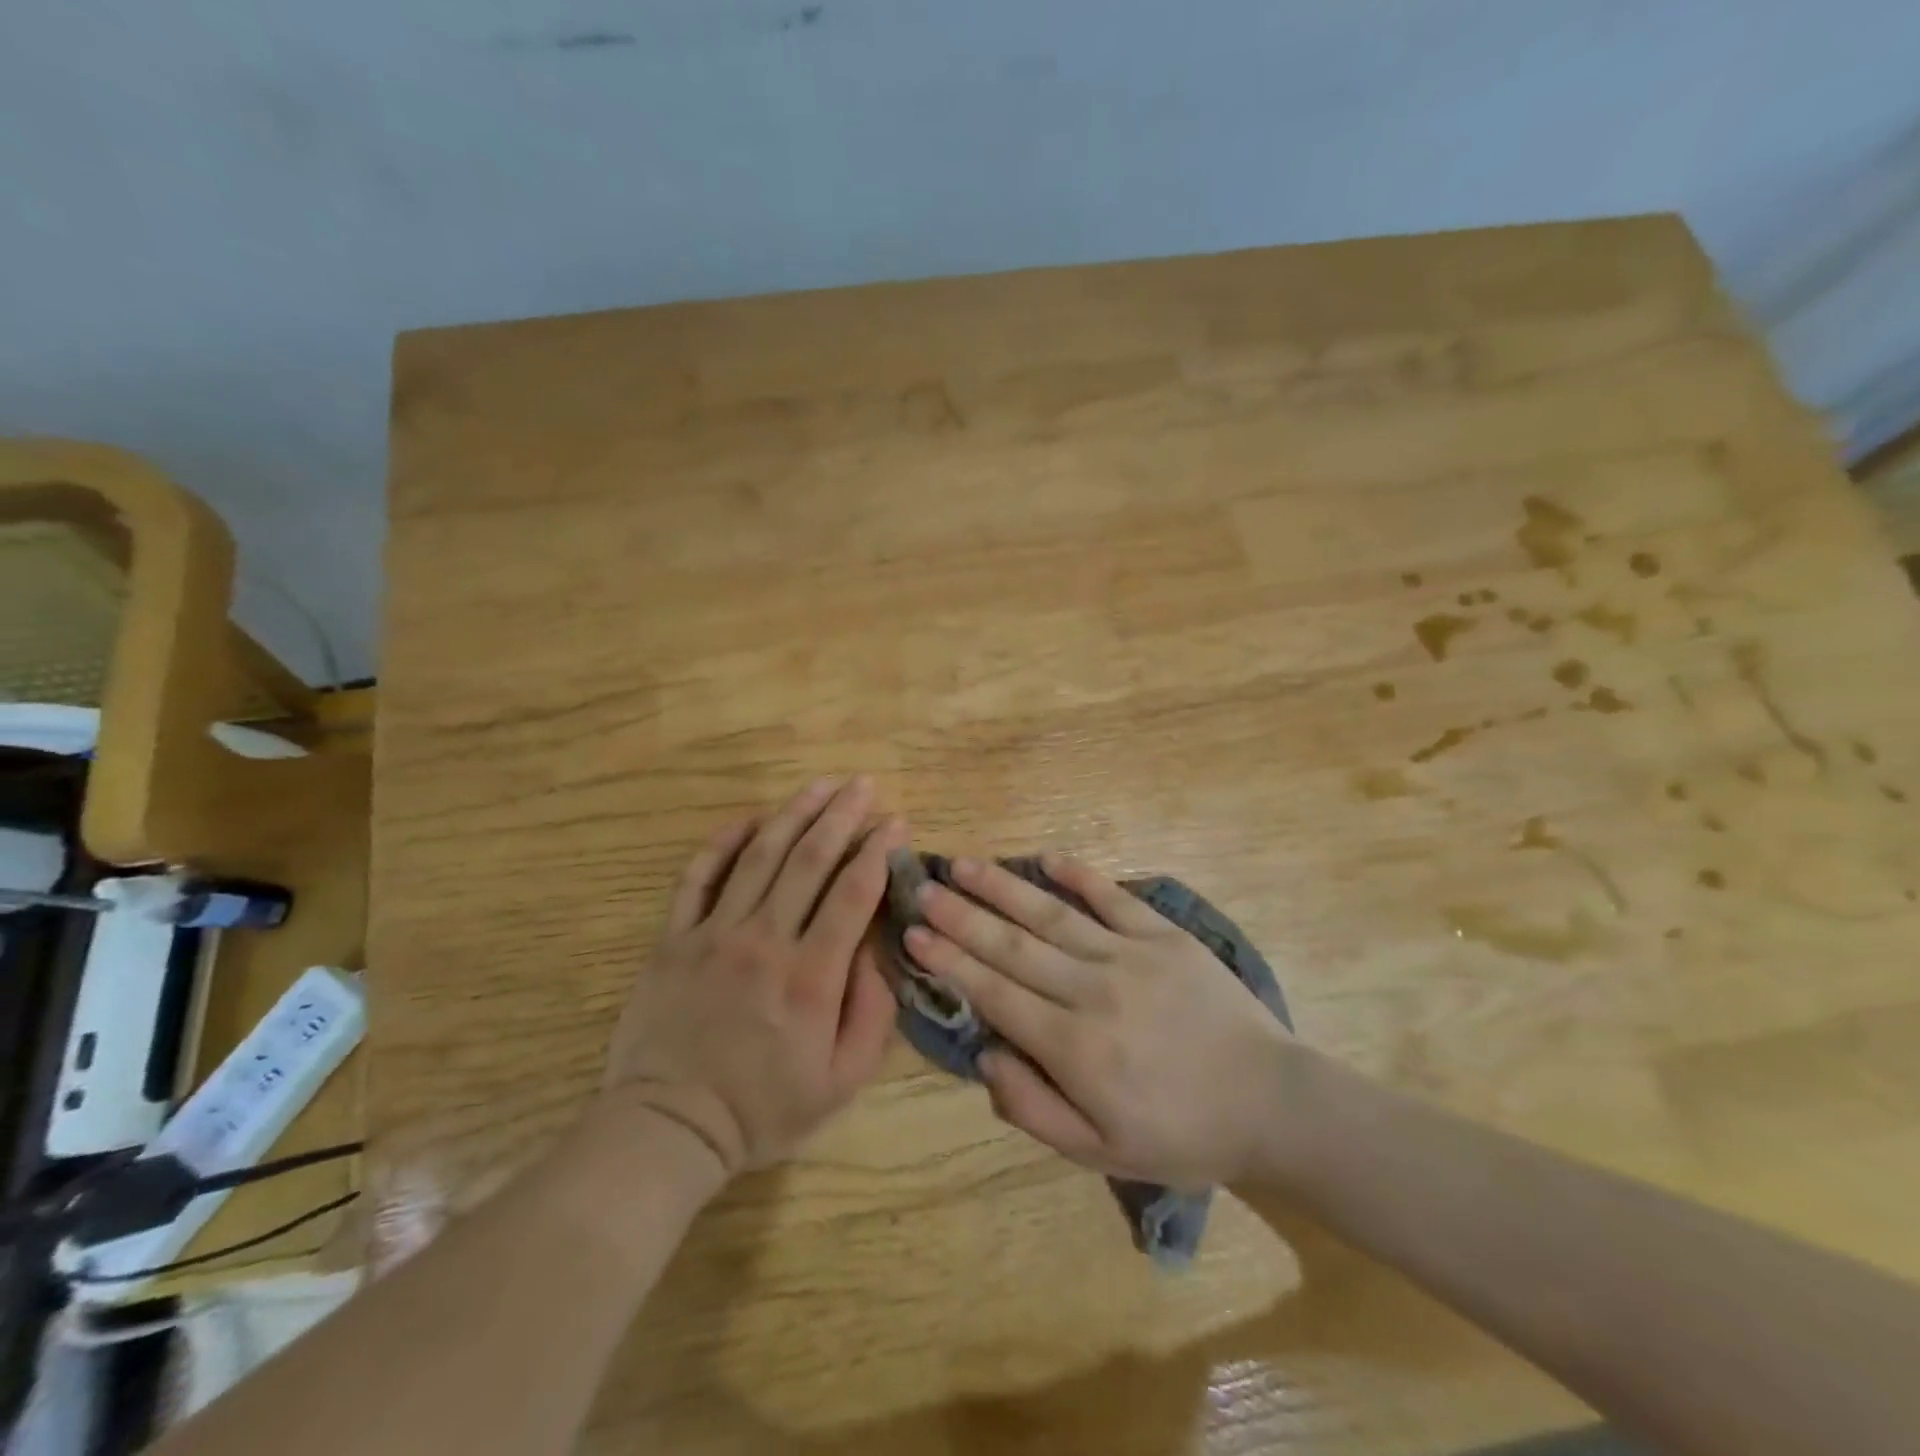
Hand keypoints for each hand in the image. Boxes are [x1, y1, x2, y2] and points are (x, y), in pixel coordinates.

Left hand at [602, 778, 902, 1178]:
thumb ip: (872, 1011)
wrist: (670, 1125)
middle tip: (864, 785)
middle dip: (842, 815)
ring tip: (821, 785)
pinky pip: (699, 875)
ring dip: (794, 813)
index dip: (879, 850)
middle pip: (810, 859)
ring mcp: (714, 933)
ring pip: (759, 855)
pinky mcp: (674, 938)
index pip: (853, 892)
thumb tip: (880, 947)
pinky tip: (750, 819)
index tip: (896, 822)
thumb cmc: (764, 1107)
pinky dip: (725, 841)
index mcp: (811, 976)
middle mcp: (765, 940)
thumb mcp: (842, 1079)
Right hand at [904, 856, 1292, 1188]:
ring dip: (1003, 888)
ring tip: (964, 864)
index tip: (913, 932)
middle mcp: (1091, 989)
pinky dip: (1079, 876)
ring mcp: (1129, 955)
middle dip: (961, 915)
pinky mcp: (1164, 935)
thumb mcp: (1101, 1151)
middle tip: (923, 887)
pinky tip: (1046, 857)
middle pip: (1012, 945)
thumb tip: (986, 1056)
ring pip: (1052, 914)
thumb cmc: (1180, 1133)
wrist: (1271, 1103)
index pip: (995, 992)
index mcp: (1073, 1046)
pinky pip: (1113, 897)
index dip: (950, 961)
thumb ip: (1034, 1108)